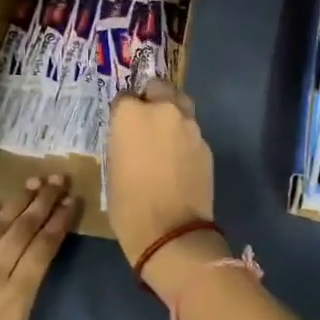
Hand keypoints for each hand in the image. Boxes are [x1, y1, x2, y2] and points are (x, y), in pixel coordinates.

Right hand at [106, 81, 223, 300]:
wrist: (171, 232)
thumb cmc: (129, 204)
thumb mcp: (113, 167)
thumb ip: (123, 140)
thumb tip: (131, 136)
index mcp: (131, 114)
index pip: (125, 96)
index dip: (123, 111)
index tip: (122, 126)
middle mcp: (162, 110)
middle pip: (158, 88)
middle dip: (152, 98)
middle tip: (146, 123)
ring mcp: (189, 126)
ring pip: (180, 105)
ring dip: (172, 114)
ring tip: (165, 138)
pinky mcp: (206, 144)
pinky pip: (192, 131)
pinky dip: (185, 138)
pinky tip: (179, 159)